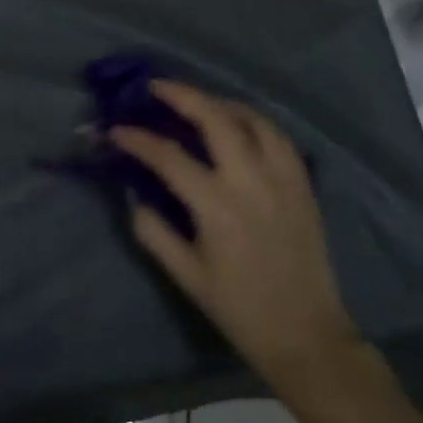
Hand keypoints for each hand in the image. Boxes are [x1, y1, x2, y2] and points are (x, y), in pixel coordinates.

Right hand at [112, 80, 356, 387]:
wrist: (306, 336)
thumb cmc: (240, 310)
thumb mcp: (187, 276)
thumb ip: (154, 232)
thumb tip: (135, 197)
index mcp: (217, 207)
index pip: (169, 157)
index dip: (138, 139)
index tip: (115, 130)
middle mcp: (251, 182)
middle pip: (215, 119)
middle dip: (182, 95)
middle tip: (156, 86)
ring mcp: (282, 179)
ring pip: (252, 119)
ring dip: (220, 102)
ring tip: (197, 100)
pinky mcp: (303, 185)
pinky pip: (278, 137)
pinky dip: (254, 121)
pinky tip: (239, 123)